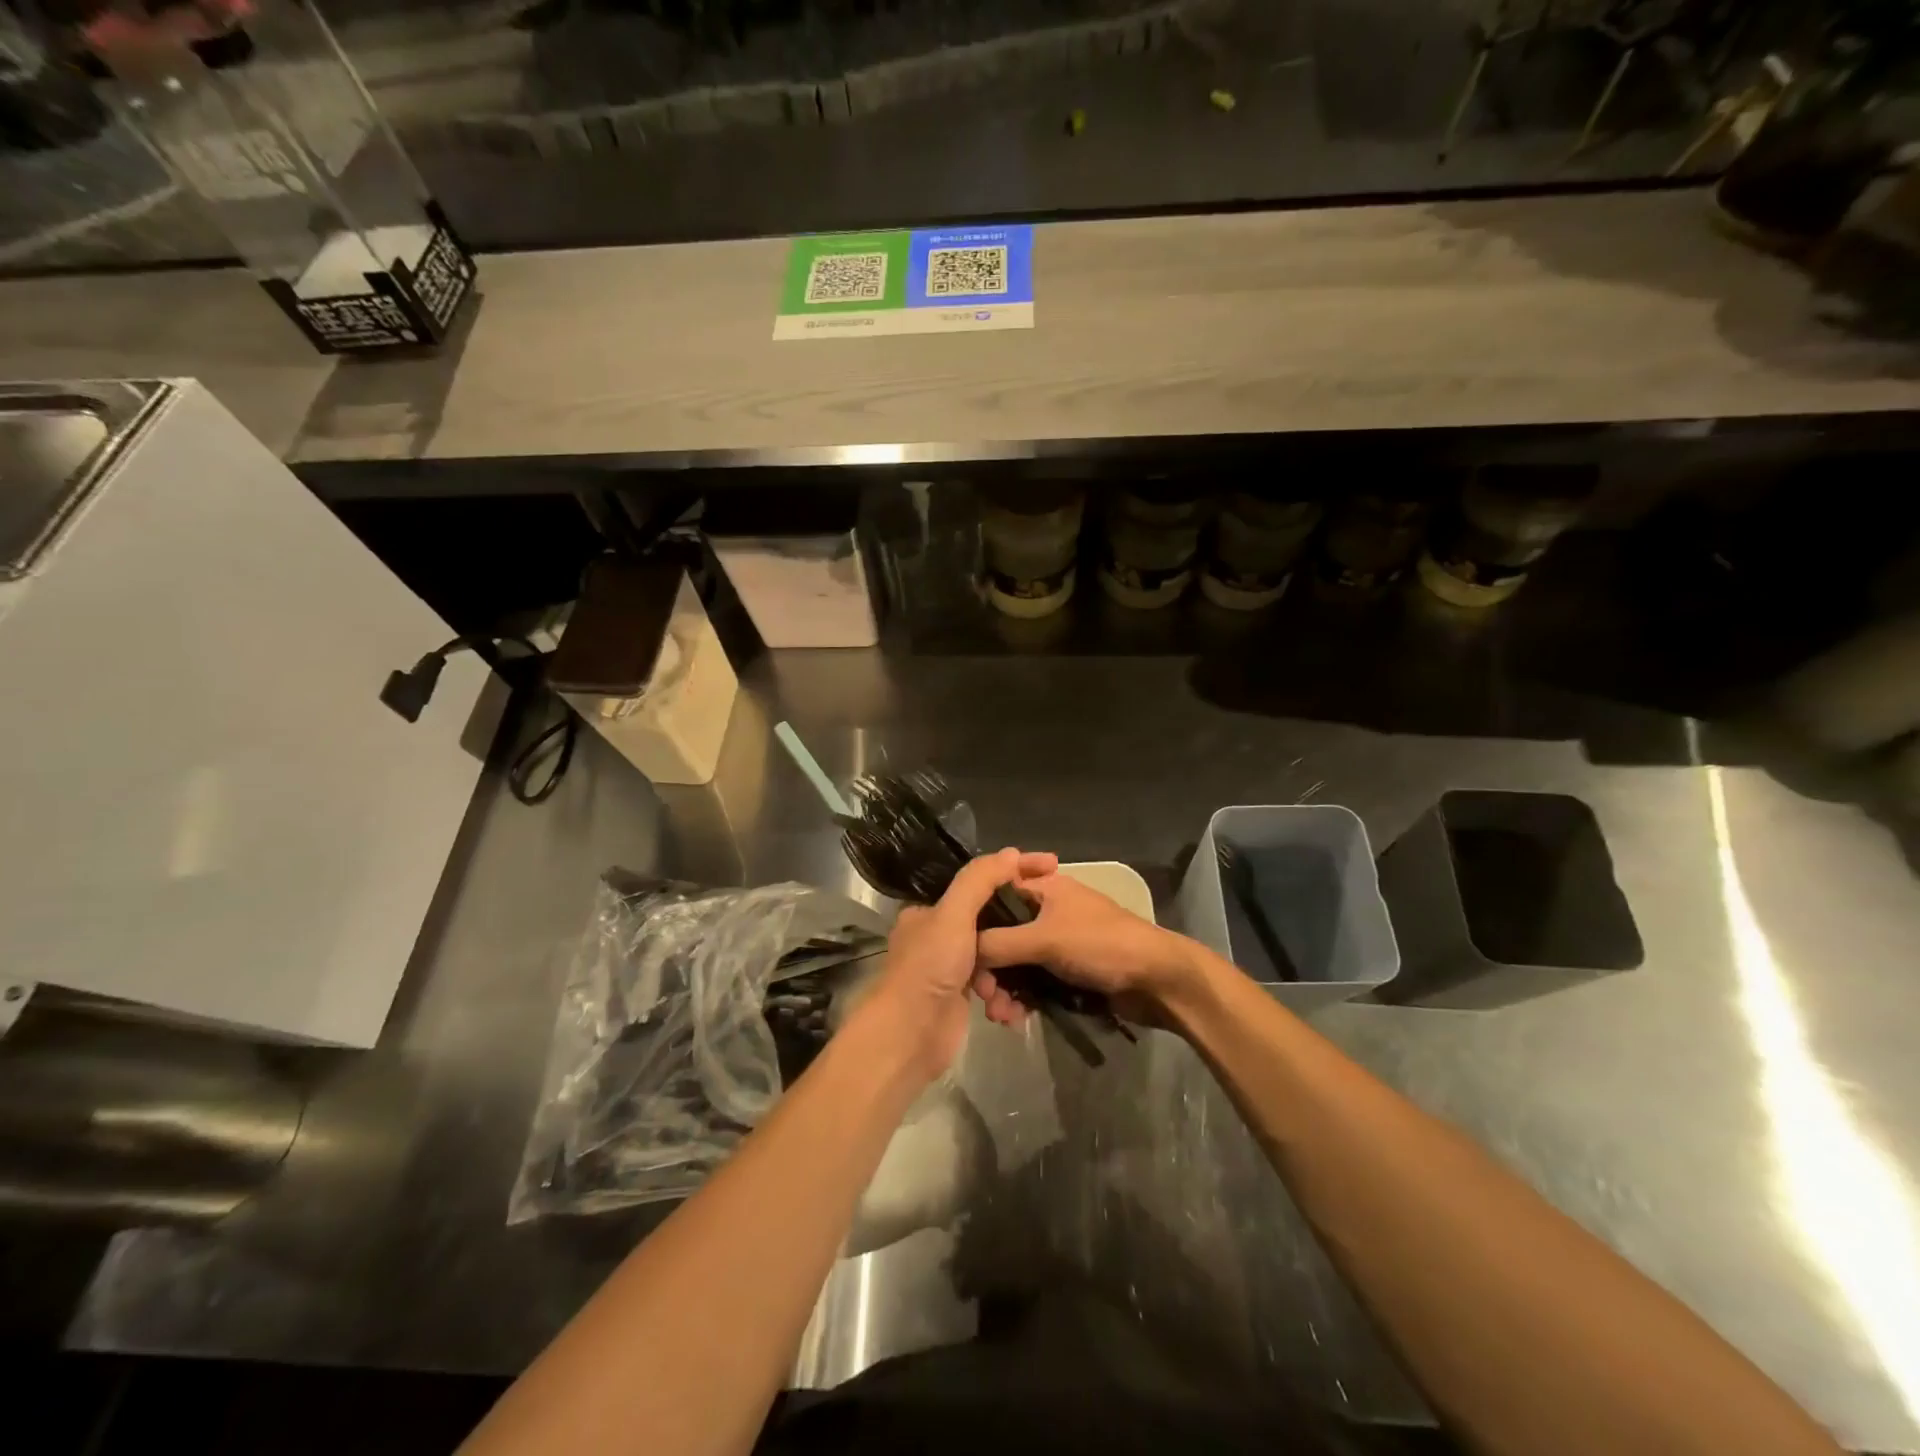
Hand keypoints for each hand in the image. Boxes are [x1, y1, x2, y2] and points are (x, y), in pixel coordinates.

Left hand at [864, 848, 1058, 1080]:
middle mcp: (938, 934)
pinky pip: (994, 985)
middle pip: (990, 918)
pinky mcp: (962, 996)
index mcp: (930, 909)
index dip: (1015, 870)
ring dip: (1010, 970)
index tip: (1051, 865)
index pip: (979, 880)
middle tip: (1052, 920)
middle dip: (1018, 927)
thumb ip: (980, 880)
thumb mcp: (954, 914)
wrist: (910, 1036)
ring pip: (996, 955)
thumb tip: (1012, 853)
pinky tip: (1008, 1007)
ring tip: (1019, 980)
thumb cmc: (930, 967)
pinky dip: (1004, 995)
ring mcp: (950, 967)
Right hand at [972, 870, 1202, 1026]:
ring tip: (1000, 1016)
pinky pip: (1031, 983)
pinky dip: (1021, 999)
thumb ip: (1000, 942)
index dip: (973, 918)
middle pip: (1001, 934)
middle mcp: (1044, 911)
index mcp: (1042, 888)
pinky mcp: (1065, 972)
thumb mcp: (1045, 938)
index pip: (993, 892)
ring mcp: (1055, 943)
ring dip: (1003, 989)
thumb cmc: (1101, 945)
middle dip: (988, 966)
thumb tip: (962, 952)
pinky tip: (1015, 1020)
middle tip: (983, 995)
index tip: (956, 949)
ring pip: (1014, 963)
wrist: (1157, 981)